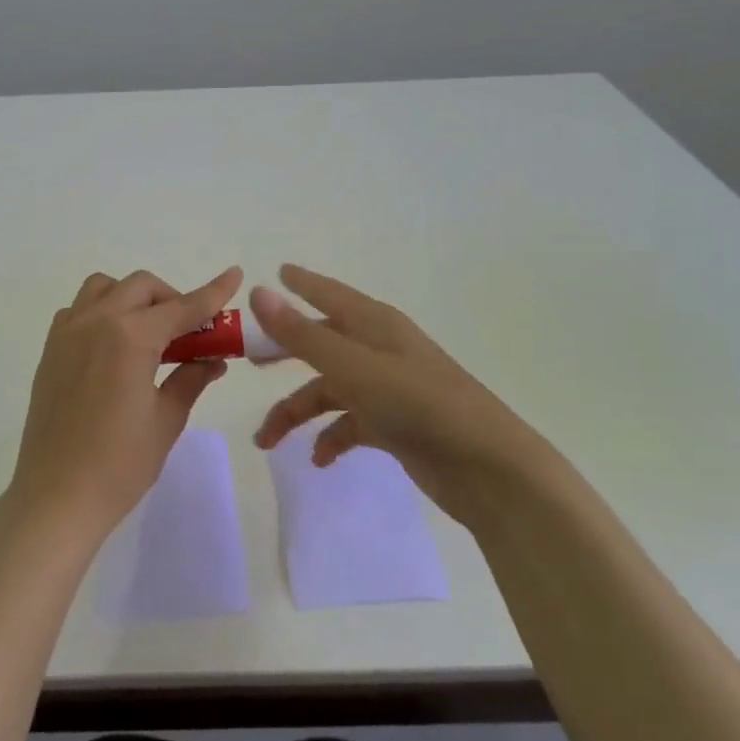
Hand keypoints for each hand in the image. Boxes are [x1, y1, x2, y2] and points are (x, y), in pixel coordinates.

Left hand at [6, 266, 242, 547]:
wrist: (56, 496)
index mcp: (130, 337)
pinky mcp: (50, 350)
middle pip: (141, 287)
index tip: (234, 275)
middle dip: (171, 299)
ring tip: (147, 334)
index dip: (212, 293)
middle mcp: (96, 322)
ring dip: (132, 298)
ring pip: (104, 288)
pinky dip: (102, 312)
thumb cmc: (119, 464)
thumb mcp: (165, 421)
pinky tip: (113, 347)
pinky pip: (78, 310)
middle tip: (188, 333)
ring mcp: (67, 333)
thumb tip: (212, 359)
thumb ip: (190, 379)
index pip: (182, 307)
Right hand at [250, 264, 555, 527]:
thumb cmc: (418, 404)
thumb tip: (258, 291)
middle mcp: (380, 350)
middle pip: (322, 342)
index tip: (278, 272)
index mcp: (375, 325)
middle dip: (286, 353)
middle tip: (251, 362)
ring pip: (329, 390)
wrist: (488, 468)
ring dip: (297, 412)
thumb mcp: (352, 366)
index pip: (330, 294)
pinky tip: (319, 460)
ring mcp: (389, 389)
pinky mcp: (396, 425)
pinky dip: (330, 438)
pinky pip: (350, 424)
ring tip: (267, 441)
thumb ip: (302, 333)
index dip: (303, 284)